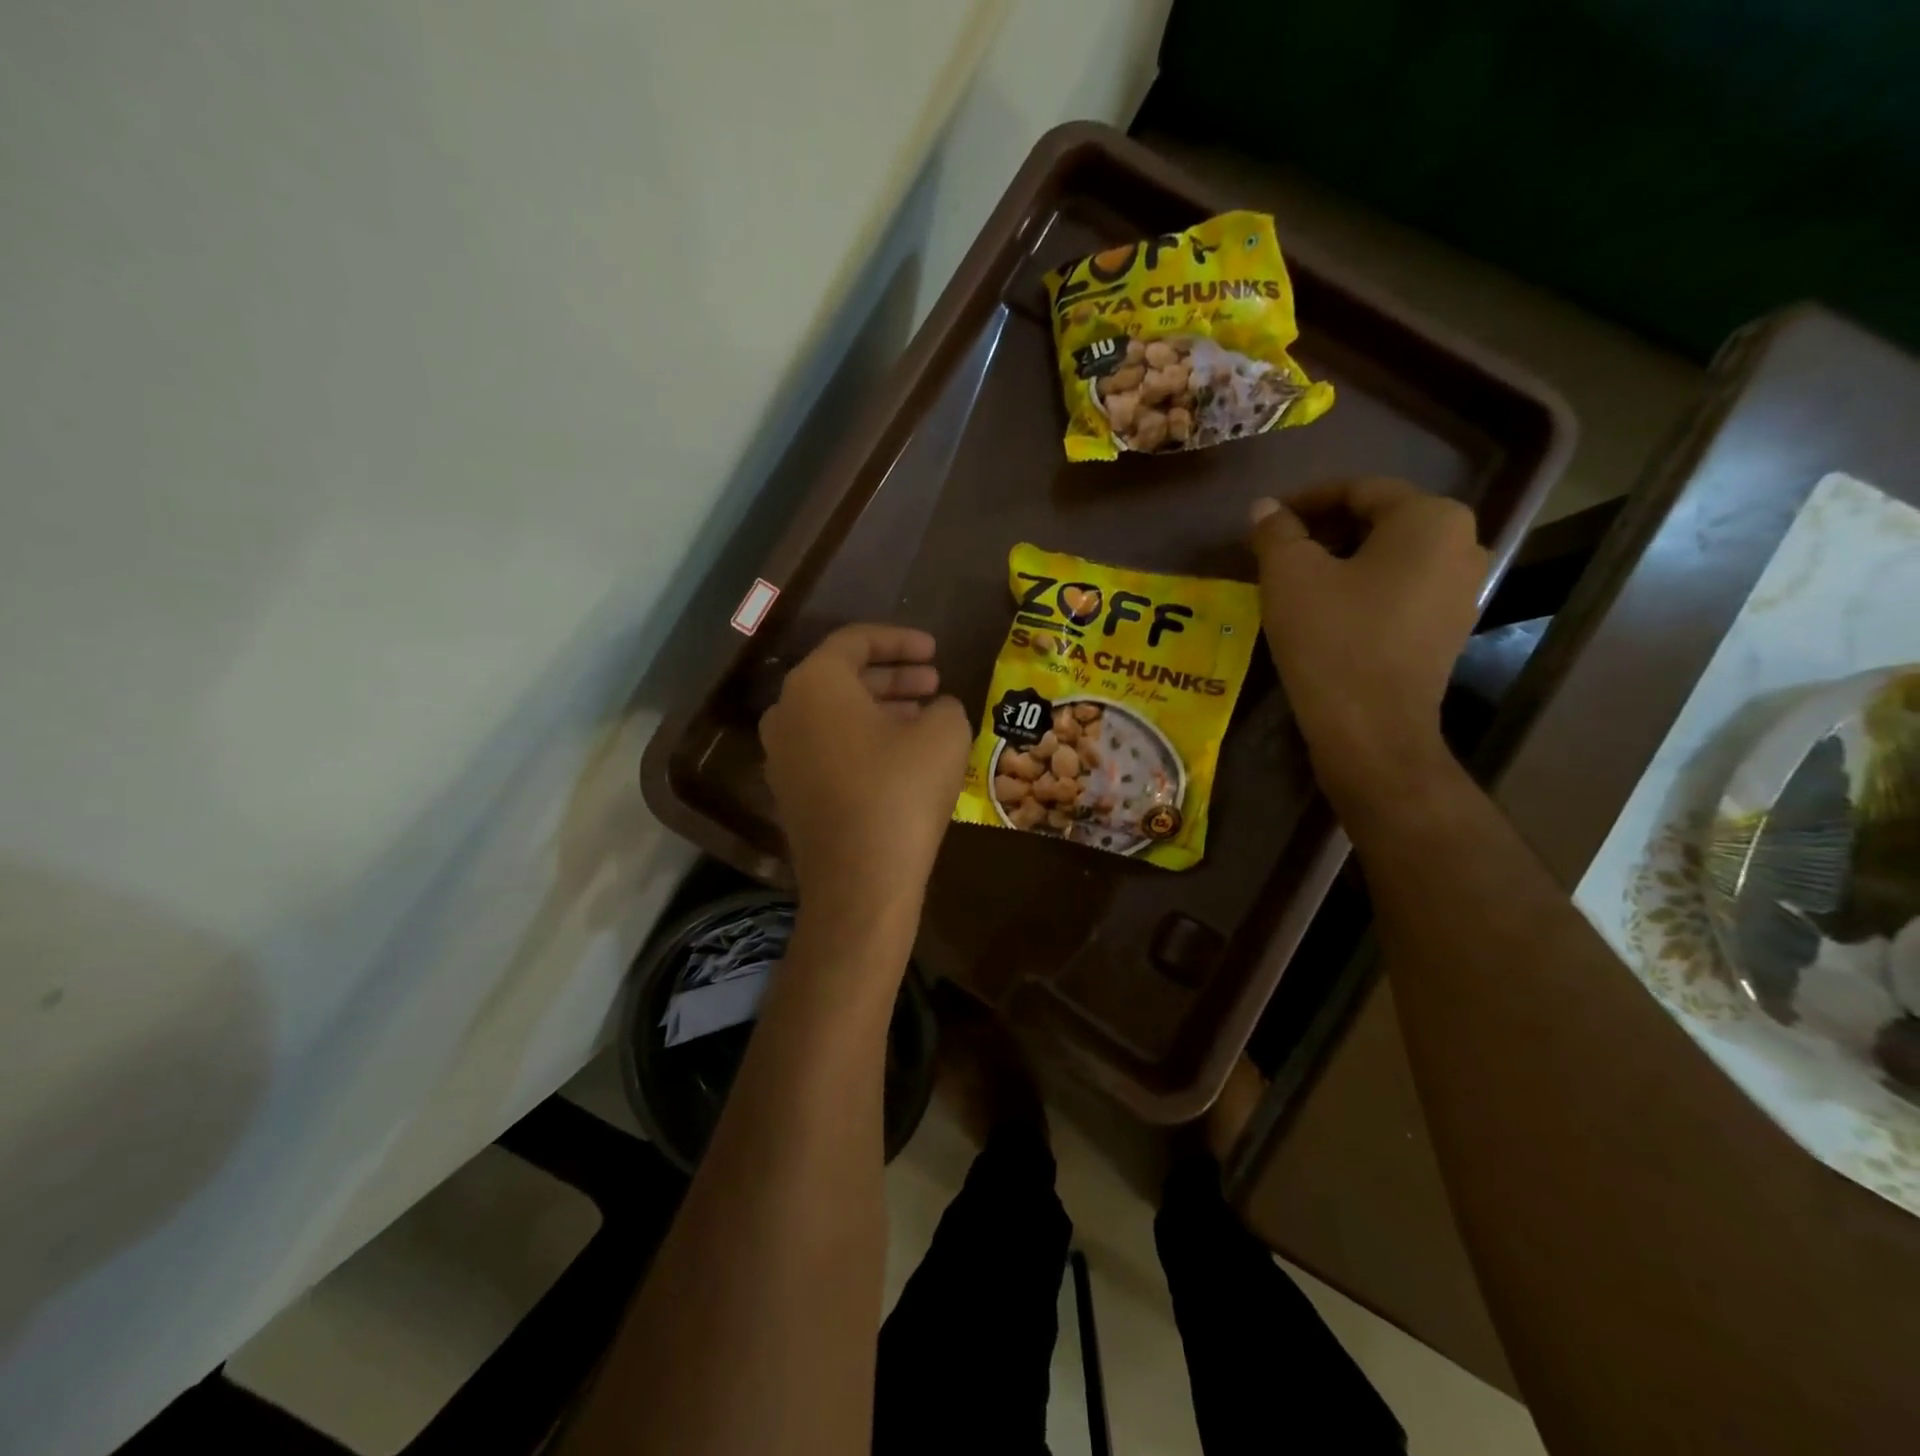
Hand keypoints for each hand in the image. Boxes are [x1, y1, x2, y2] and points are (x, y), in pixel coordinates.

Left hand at [759, 625, 970, 936]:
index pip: (856, 641)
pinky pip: (827, 748)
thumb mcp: (944, 734)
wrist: (859, 882)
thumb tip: (936, 709)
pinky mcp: (790, 792)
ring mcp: (781, 756)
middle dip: (893, 676)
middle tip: (933, 681)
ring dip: (881, 709)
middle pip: (843, 678)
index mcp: (815, 684)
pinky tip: (901, 756)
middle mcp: (786, 712)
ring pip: (835, 715)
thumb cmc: (901, 791)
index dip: (900, 640)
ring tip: (924, 716)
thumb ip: (944, 705)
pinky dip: (862, 740)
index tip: (935, 650)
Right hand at [1248, 479, 1487, 811]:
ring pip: (1390, 557)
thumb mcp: (1289, 575)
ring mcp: (1462, 590)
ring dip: (1341, 560)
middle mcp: (1461, 544)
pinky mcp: (1448, 629)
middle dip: (1324, 529)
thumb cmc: (1332, 639)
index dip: (1306, 499)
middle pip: (1380, 521)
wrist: (1371, 728)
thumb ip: (1276, 532)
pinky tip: (1326, 610)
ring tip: (1295, 580)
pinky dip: (1362, 588)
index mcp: (1430, 518)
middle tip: (1277, 550)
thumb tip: (1264, 508)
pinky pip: (1400, 590)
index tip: (1266, 520)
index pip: (1359, 490)